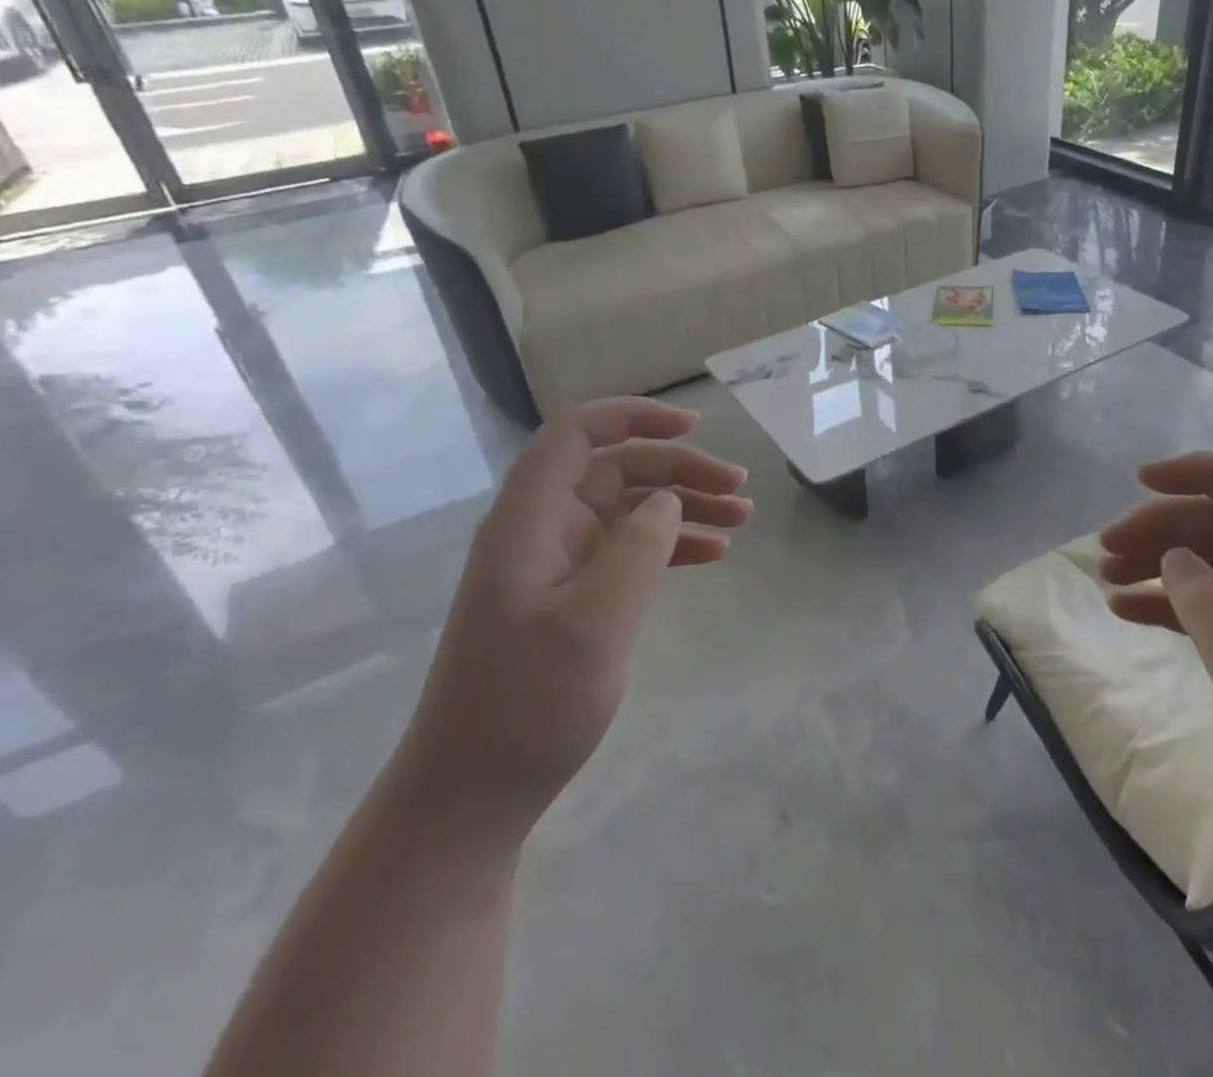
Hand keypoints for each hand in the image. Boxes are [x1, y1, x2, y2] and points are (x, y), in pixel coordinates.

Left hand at [388, 398, 750, 841]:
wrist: (471, 796)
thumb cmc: (527, 705)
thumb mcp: (593, 622)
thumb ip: (637, 548)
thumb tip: (667, 499)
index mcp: (530, 520)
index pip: (577, 435)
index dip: (634, 417)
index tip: (694, 428)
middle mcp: (542, 530)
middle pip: (617, 469)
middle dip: (680, 469)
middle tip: (740, 489)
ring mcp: (558, 565)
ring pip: (630, 509)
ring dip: (685, 505)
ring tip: (741, 518)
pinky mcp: (573, 597)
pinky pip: (629, 550)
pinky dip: (671, 545)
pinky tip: (711, 555)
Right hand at [1098, 454, 1212, 917]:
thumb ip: (1212, 607)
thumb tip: (1176, 556)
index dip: (1204, 472)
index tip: (1143, 480)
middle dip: (1162, 525)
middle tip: (1105, 549)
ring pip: (1211, 567)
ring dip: (1158, 563)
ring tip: (1105, 578)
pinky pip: (1209, 612)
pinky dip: (1166, 605)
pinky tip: (1125, 611)